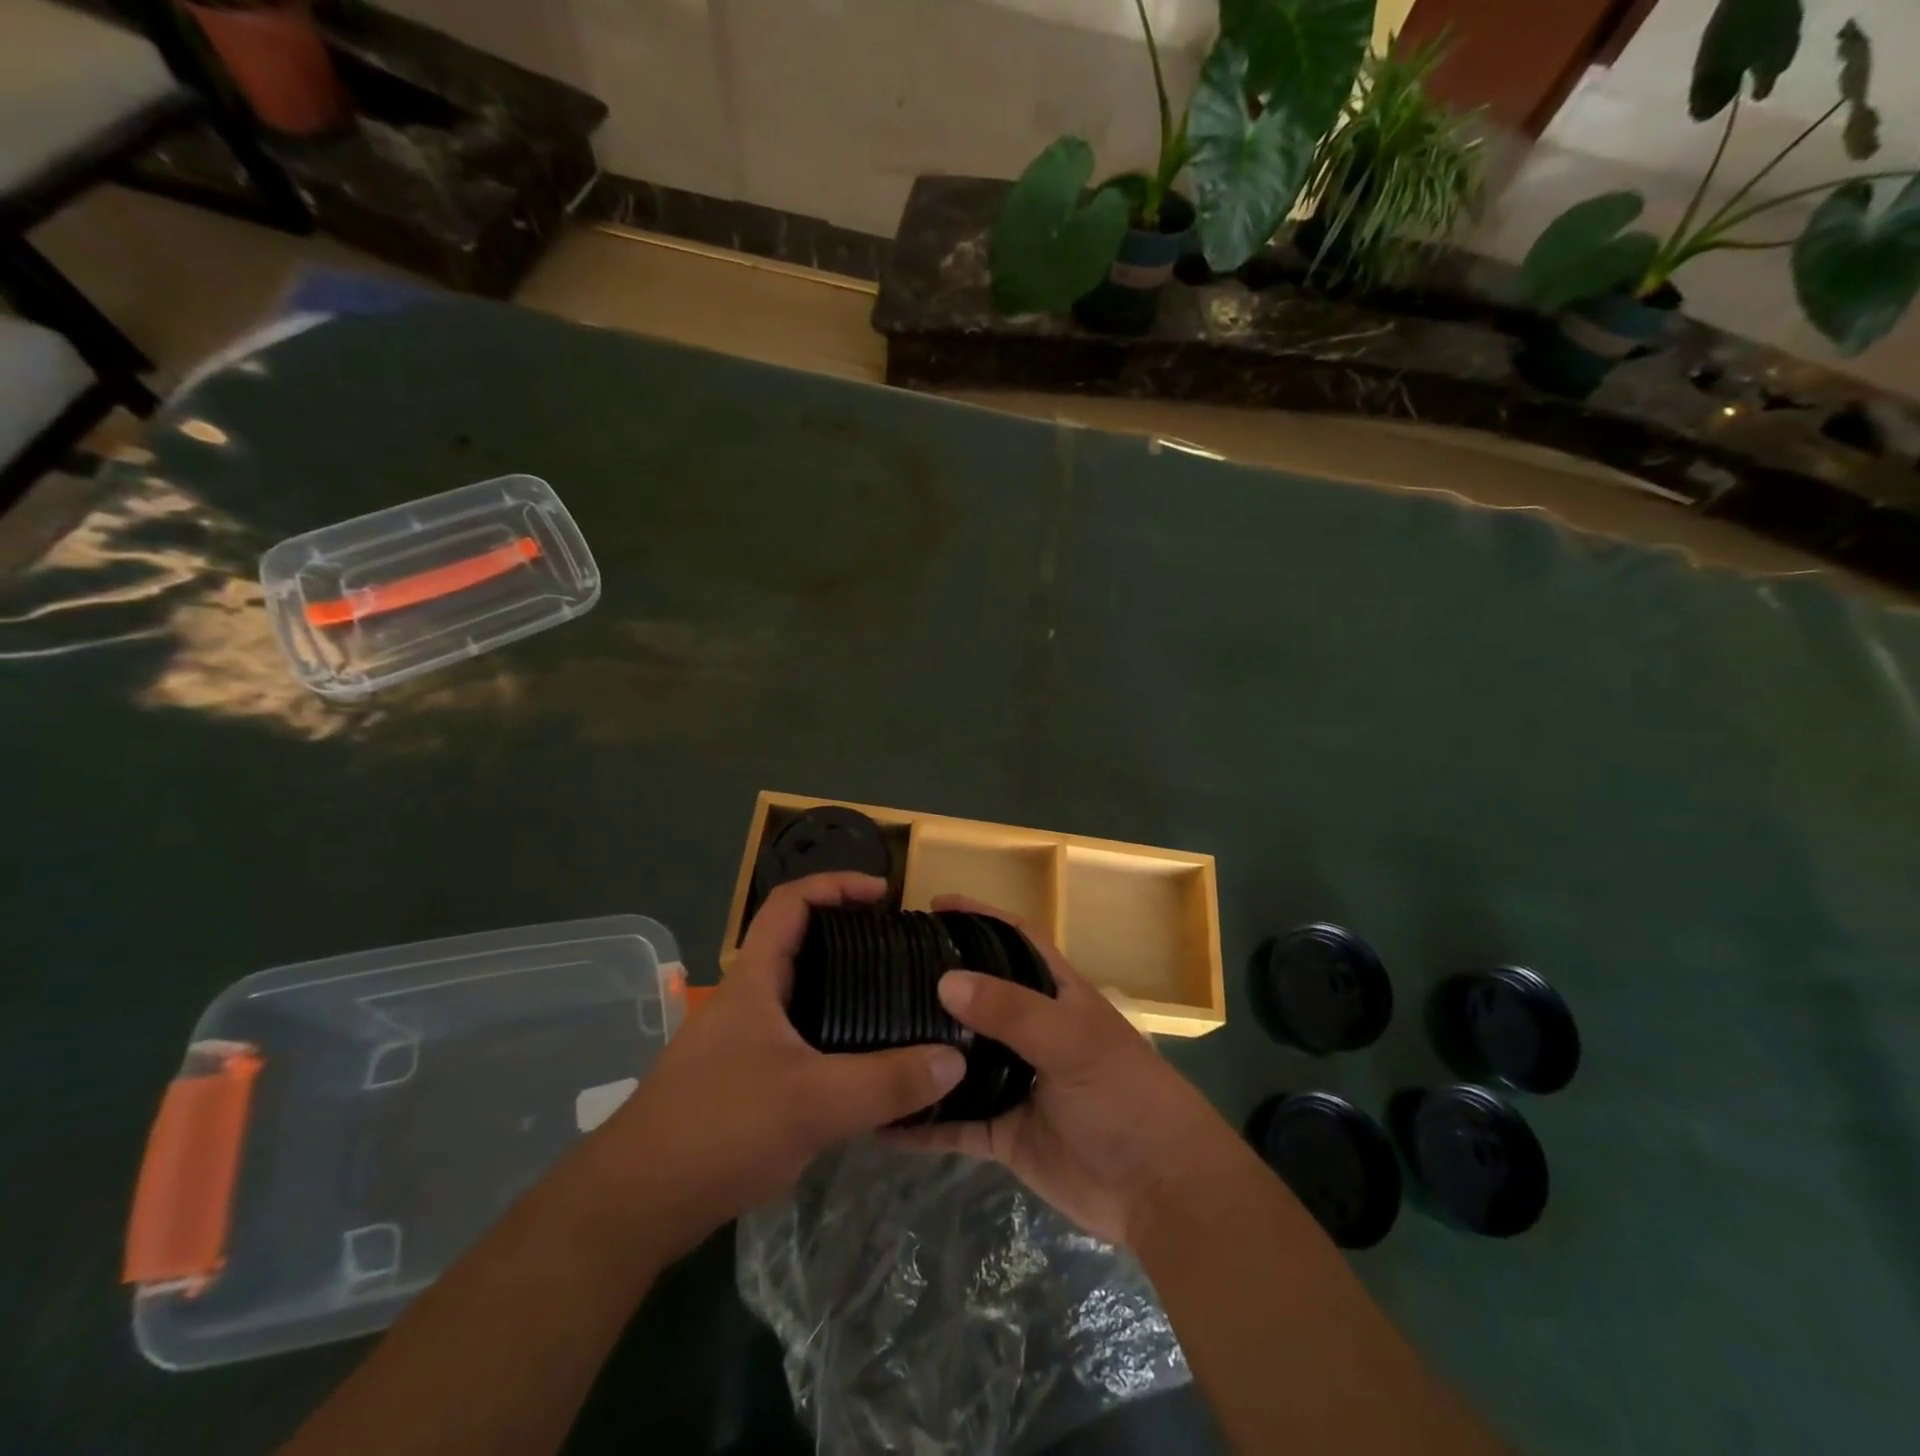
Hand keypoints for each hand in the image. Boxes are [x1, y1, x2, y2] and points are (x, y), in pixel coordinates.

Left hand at [594, 872, 965, 1258]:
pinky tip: (859, 1065)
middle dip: (850, 937)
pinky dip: (830, 1033)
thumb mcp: (814, 1103)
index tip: (884, 894)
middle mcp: (745, 1000)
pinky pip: (794, 1036)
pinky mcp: (738, 1079)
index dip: (836, 884)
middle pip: (799, 944)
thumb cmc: (719, 1129)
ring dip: (841, 988)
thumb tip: (956, 1057)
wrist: (633, 1205)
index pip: (791, 902)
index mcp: (754, 980)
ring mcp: (738, 1041)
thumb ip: (887, 1082)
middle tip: (900, 952)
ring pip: (798, 995)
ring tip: (892, 1002)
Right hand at [892, 895, 1238, 1247]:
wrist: (1158, 1189)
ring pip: (958, 1059)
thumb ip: (1012, 1011)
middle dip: (937, 983)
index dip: (979, 917)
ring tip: (869, 1037)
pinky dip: (922, 1124)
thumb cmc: (1124, 1095)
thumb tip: (946, 981)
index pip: (1015, 938)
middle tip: (883, 972)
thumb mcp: (1073, 1041)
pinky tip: (880, 1122)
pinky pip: (954, 1123)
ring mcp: (1015, 1081)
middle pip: (978, 996)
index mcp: (1056, 994)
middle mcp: (1031, 1031)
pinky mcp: (1003, 1131)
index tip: (933, 905)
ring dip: (923, 1052)